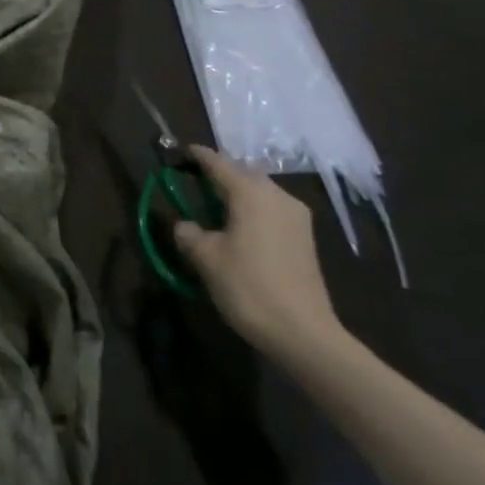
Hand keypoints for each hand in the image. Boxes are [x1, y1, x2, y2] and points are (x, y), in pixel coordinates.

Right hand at [172, 145, 344, 358]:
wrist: (303, 333)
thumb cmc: (248, 287)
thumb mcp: (206, 259)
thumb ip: (189, 233)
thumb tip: (185, 225)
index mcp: (251, 193)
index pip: (218, 162)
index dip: (198, 156)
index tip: (180, 152)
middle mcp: (277, 196)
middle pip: (243, 172)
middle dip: (219, 172)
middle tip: (195, 180)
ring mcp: (296, 217)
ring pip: (260, 191)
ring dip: (237, 192)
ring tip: (214, 204)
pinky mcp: (304, 238)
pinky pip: (271, 209)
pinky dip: (251, 208)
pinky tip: (238, 226)